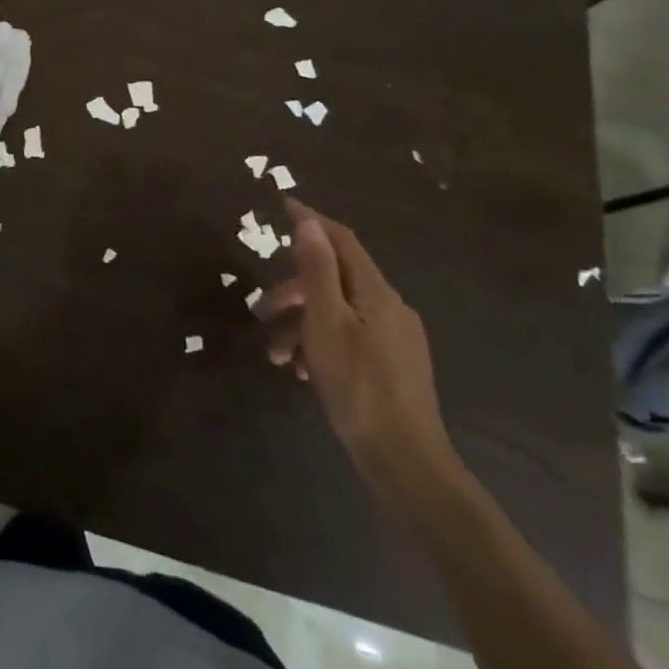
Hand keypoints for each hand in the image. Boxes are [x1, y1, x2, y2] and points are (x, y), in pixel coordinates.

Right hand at [259, 198, 460, 501]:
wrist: (406, 464)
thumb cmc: (359, 387)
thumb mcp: (326, 323)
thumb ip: (317, 270)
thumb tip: (308, 222)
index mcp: (377, 293)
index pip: (342, 240)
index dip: (311, 220)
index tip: (281, 204)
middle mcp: (391, 307)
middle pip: (334, 279)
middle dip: (293, 290)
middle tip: (261, 310)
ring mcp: (395, 339)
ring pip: (337, 313)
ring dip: (301, 324)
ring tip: (277, 355)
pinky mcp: (392, 365)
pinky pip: (348, 337)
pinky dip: (320, 344)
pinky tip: (302, 370)